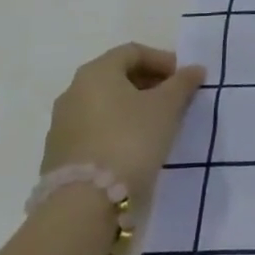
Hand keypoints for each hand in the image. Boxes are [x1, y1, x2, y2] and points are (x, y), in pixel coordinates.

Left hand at [42, 43, 204, 206]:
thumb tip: (194, 69)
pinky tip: (134, 147)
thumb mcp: (167, 107)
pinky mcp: (59, 154)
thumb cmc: (131, 139)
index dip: (163, 60)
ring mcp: (62, 124)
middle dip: (149, 83)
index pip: (133, 52)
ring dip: (132, 107)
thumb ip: (182, 83)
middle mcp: (73, 91)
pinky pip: (94, 129)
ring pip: (104, 104)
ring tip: (158, 125)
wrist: (86, 203)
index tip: (184, 79)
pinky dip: (116, 129)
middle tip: (175, 100)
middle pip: (116, 76)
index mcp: (96, 72)